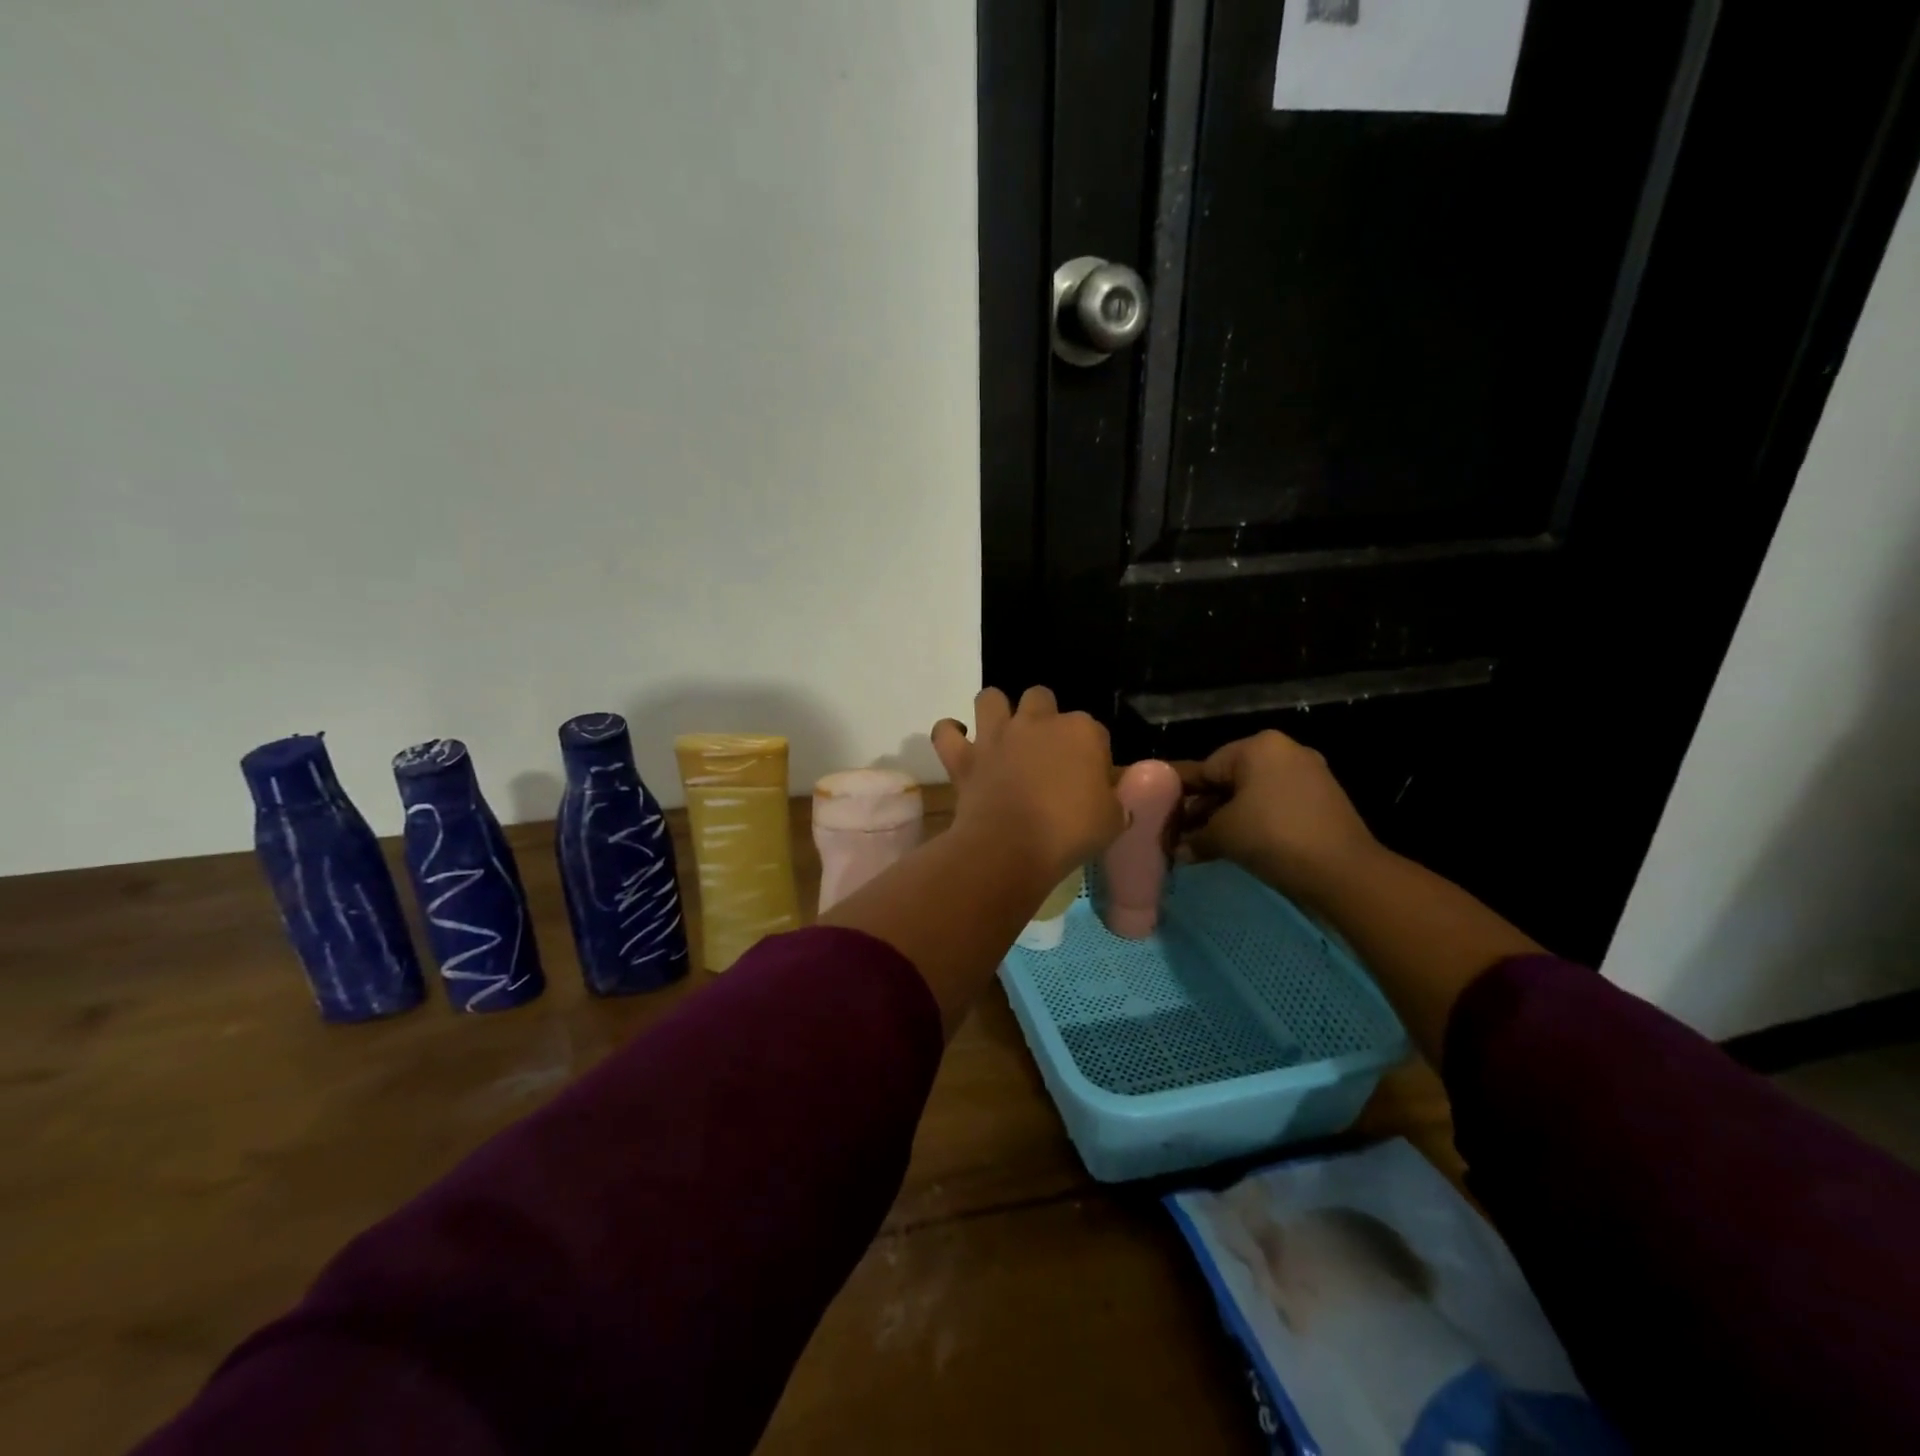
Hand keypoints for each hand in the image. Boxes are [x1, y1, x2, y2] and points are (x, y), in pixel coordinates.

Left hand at [932, 687, 1124, 882]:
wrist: (1011, 847)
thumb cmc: (1069, 833)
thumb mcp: (1113, 820)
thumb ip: (1116, 799)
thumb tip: (1113, 795)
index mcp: (1082, 731)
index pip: (1095, 732)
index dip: (1093, 754)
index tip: (1090, 779)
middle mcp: (1038, 722)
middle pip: (1042, 698)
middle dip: (1044, 716)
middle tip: (1046, 750)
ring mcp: (997, 735)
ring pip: (990, 698)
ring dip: (995, 711)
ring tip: (1001, 733)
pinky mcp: (964, 756)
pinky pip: (946, 732)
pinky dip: (950, 734)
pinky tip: (958, 741)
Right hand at [1174, 730, 1379, 903]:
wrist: (1344, 873)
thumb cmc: (1273, 838)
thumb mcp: (1222, 835)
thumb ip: (1194, 837)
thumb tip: (1175, 850)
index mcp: (1258, 746)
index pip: (1205, 767)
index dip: (1180, 795)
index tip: (1161, 815)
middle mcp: (1285, 752)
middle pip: (1229, 780)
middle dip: (1203, 809)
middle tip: (1180, 835)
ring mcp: (1308, 776)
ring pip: (1252, 795)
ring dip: (1227, 819)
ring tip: (1203, 844)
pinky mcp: (1322, 801)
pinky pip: (1274, 806)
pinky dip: (1254, 823)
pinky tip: (1236, 845)